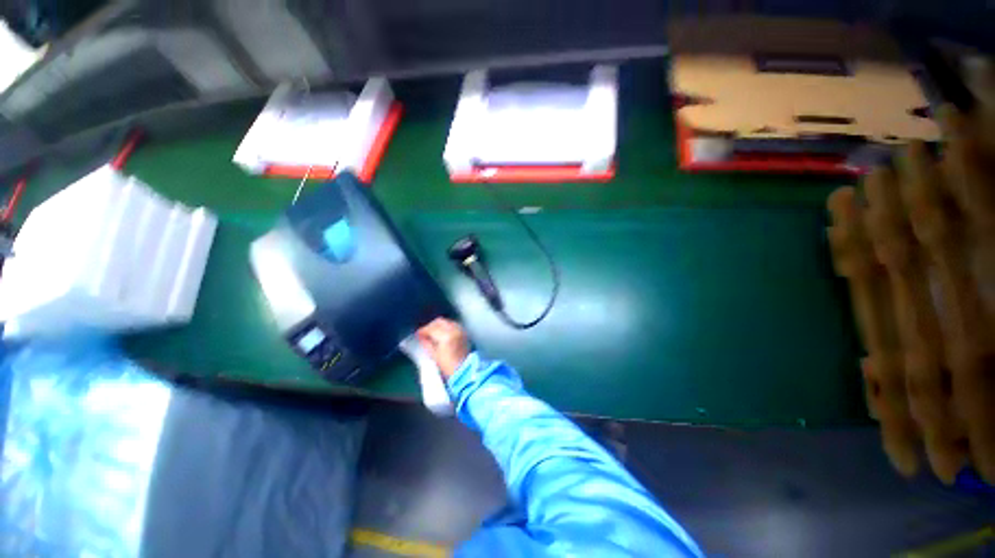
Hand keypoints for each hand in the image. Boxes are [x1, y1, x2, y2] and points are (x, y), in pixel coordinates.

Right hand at [416, 318, 469, 379]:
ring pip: (447, 322)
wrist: (466, 370)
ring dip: (438, 325)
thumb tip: (421, 337)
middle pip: (440, 322)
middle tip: (424, 332)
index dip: (423, 330)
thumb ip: (427, 343)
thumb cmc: (448, 366)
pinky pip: (453, 325)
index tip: (418, 334)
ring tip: (432, 333)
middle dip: (430, 326)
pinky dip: (446, 327)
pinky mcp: (464, 332)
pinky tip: (441, 333)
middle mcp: (454, 330)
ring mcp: (460, 330)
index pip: (432, 328)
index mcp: (446, 336)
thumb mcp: (435, 356)